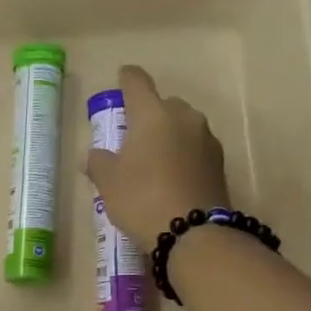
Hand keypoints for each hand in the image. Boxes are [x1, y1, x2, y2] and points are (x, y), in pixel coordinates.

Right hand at [83, 64, 230, 242]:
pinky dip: (181, 155)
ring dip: (167, 137)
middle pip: (163, 105)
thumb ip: (98, 163)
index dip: (127, 79)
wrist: (192, 233)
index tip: (122, 77)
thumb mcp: (108, 183)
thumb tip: (91, 155)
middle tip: (132, 137)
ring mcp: (206, 139)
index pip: (137, 83)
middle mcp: (183, 117)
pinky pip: (194, 149)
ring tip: (151, 162)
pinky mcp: (218, 162)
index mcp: (153, 114)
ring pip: (181, 127)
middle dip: (148, 115)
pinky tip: (170, 177)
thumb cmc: (141, 198)